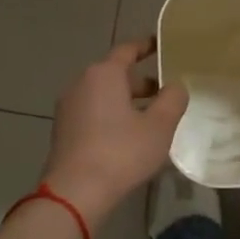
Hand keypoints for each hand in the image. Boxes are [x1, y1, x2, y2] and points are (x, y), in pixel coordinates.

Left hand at [41, 38, 188, 221]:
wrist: (75, 192)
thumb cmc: (121, 152)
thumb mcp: (160, 126)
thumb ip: (173, 99)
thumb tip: (176, 86)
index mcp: (103, 74)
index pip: (127, 50)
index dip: (147, 46)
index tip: (162, 45)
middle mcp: (81, 83)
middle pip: (115, 74)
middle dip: (141, 82)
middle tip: (166, 92)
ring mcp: (68, 108)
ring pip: (104, 95)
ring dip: (127, 101)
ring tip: (152, 118)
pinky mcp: (63, 131)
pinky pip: (93, 113)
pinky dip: (112, 116)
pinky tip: (129, 137)